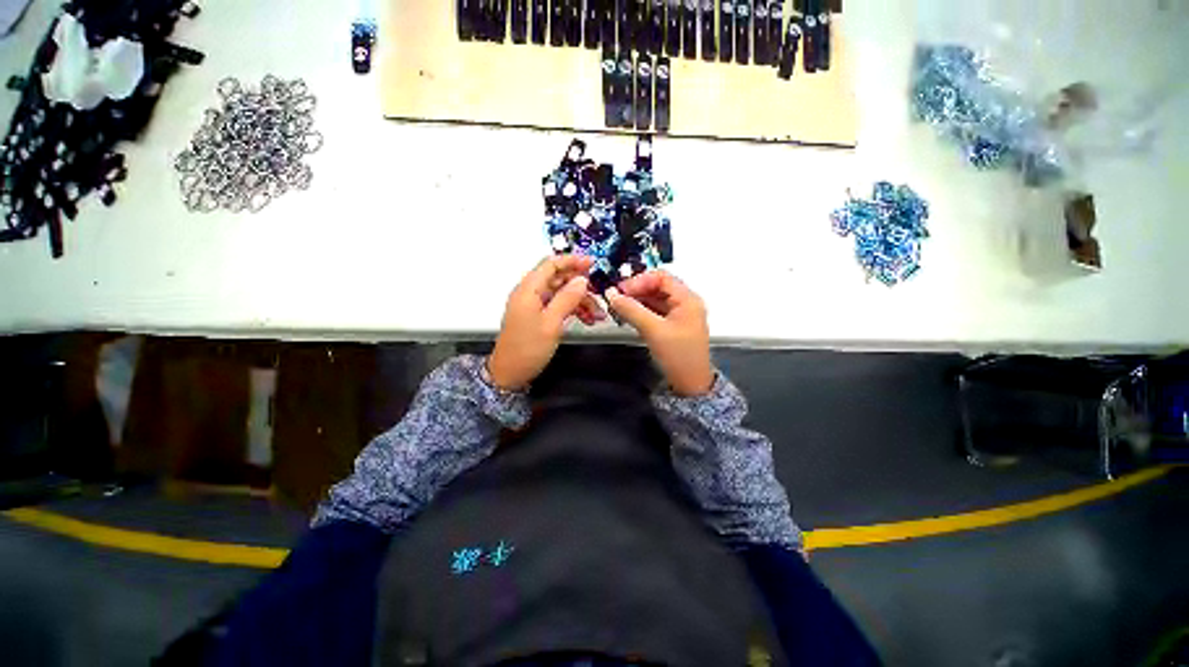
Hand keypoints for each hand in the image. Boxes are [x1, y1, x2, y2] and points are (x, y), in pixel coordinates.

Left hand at [487, 255, 604, 390]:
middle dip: (580, 285)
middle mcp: (530, 293)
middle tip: (600, 294)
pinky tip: (587, 319)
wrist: (509, 374)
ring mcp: (533, 305)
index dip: (572, 261)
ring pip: (561, 293)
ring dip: (580, 301)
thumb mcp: (551, 323)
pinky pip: (558, 305)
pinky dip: (573, 310)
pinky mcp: (537, 316)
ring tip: (598, 314)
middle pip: (558, 278)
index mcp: (529, 289)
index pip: (551, 264)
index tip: (592, 263)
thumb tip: (582, 280)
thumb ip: (567, 299)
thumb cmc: (528, 348)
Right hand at [606, 270, 713, 396]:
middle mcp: (686, 302)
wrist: (691, 384)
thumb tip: (611, 294)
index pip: (661, 277)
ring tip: (619, 307)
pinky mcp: (673, 325)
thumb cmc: (677, 355)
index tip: (620, 291)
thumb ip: (631, 310)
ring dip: (637, 300)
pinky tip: (628, 315)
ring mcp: (680, 314)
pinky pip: (655, 311)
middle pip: (658, 286)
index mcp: (687, 299)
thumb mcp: (653, 330)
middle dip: (636, 290)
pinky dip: (642, 311)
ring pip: (655, 299)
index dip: (639, 281)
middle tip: (617, 298)